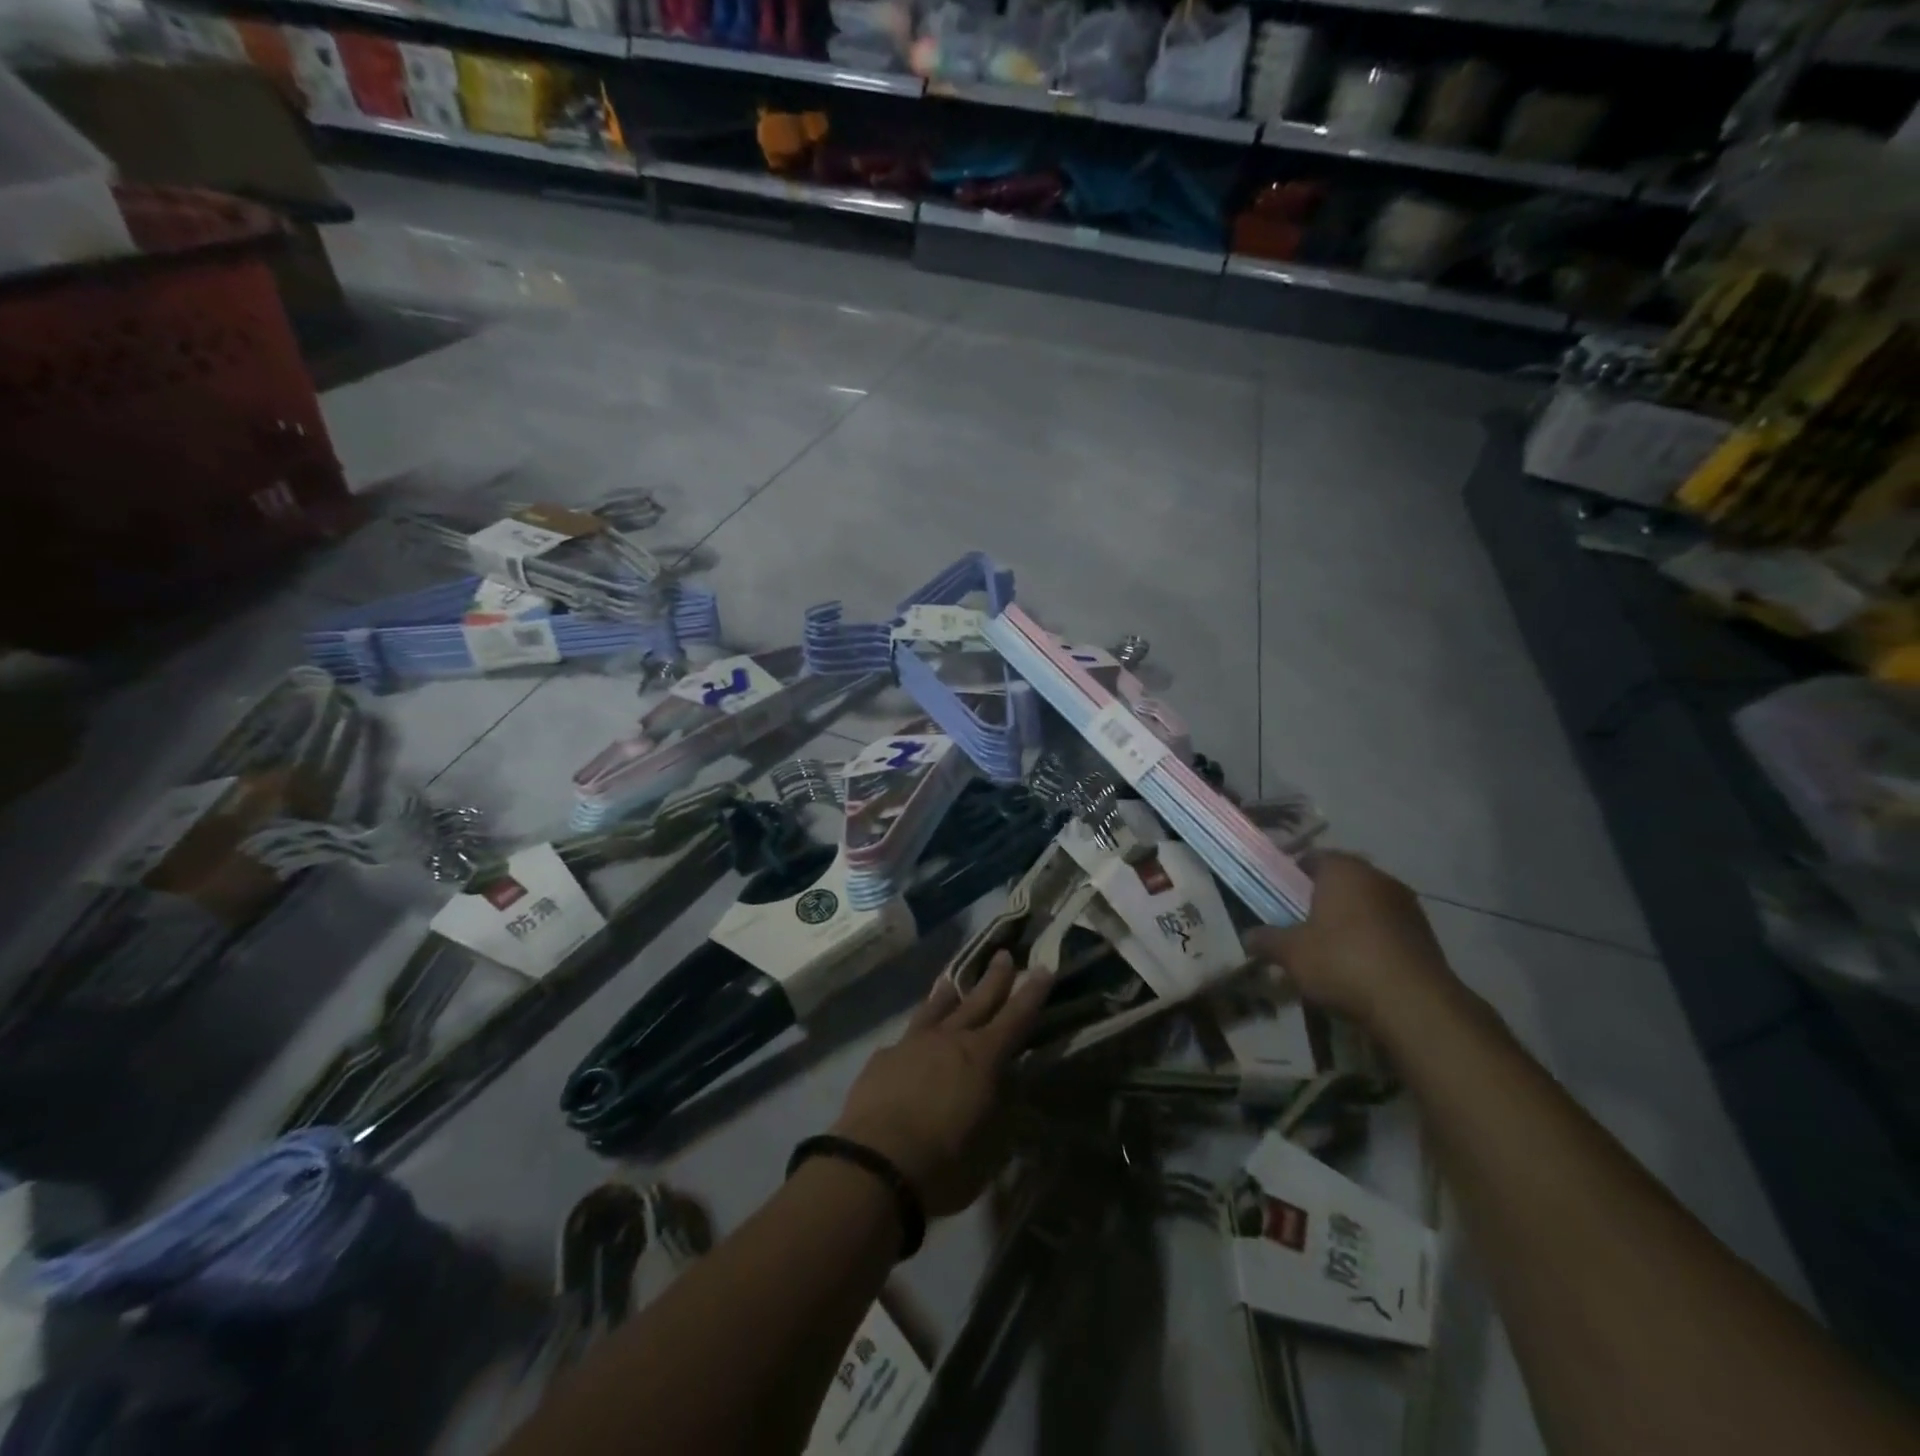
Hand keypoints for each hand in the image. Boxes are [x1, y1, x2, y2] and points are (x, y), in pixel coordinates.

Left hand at [830, 952, 1051, 1218]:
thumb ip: (1002, 1110)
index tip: (1042, 968)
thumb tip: (1009, 1088)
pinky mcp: (883, 1059)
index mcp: (982, 1057)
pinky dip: (915, 1035)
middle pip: (977, 1001)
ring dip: (947, 994)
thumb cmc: (945, 1162)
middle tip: (1004, 954)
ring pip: (935, 1010)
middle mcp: (949, 1040)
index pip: (1015, 1018)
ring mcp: (912, 1045)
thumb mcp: (991, 1146)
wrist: (876, 1163)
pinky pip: (904, 1038)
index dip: (1031, 994)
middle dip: (994, 978)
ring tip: (951, 981)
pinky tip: (909, 1041)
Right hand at [1242, 852, 1458, 1032]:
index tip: (1278, 896)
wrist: (1414, 1004)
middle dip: (1321, 898)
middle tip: (1300, 922)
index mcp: (1343, 870)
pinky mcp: (1425, 935)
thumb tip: (1248, 937)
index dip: (1292, 875)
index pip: (1313, 858)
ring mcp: (1407, 906)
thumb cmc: (1342, 961)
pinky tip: (1358, 966)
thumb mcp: (1290, 952)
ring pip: (1367, 904)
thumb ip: (1266, 940)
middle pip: (1342, 880)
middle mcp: (1378, 878)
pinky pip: (1387, 928)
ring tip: (1329, 948)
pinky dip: (1371, 939)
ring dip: (1349, 919)